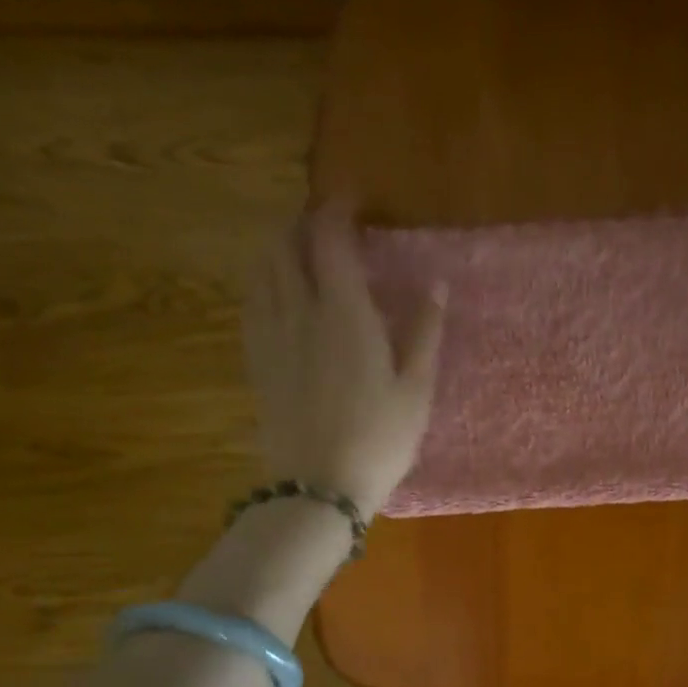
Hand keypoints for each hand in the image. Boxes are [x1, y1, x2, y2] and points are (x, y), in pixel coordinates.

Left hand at [244, 204, 444, 517]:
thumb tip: (435, 285)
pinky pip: (252, 303)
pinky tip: (280, 296)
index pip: (330, 239)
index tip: (352, 200)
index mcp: (344, 313)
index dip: (338, 210)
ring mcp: (270, 336)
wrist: (318, 486)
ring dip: (278, 248)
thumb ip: (424, 332)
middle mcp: (299, 312)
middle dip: (301, 223)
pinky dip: (265, 283)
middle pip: (283, 245)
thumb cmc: (379, 438)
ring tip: (301, 253)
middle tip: (325, 225)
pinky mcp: (256, 361)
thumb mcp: (416, 389)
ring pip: (261, 270)